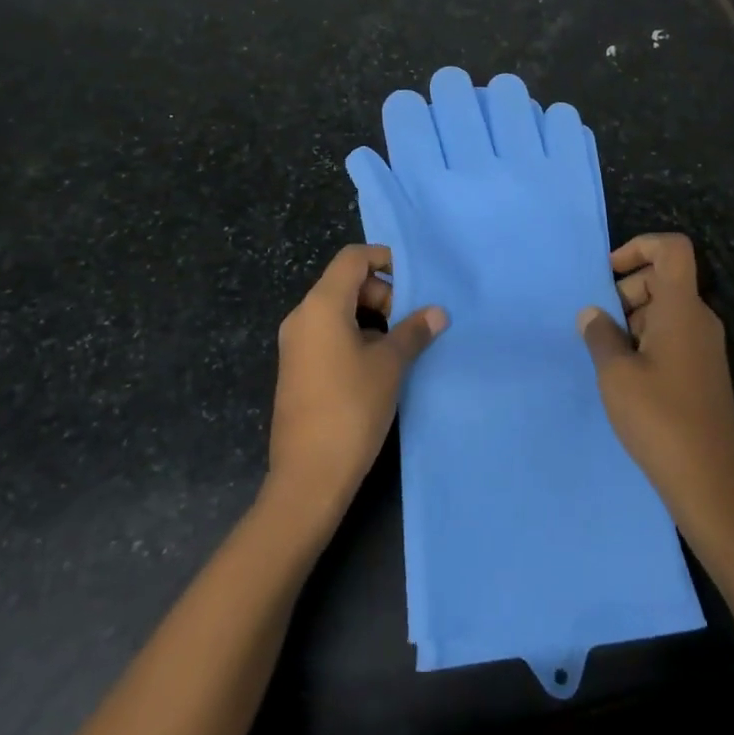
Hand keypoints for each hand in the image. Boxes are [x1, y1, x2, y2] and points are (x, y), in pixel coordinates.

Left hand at [268, 245, 445, 520]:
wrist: (308, 476)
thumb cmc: (351, 409)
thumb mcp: (390, 365)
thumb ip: (413, 331)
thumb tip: (437, 312)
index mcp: (321, 305)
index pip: (353, 258)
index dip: (385, 259)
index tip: (415, 280)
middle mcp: (302, 317)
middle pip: (345, 282)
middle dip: (382, 293)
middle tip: (410, 321)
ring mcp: (296, 344)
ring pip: (338, 310)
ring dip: (372, 318)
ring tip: (401, 345)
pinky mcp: (297, 369)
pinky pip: (328, 334)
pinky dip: (355, 336)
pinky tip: (379, 366)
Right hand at [577, 233, 733, 534]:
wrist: (710, 484)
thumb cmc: (659, 419)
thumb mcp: (615, 374)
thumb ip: (600, 335)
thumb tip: (592, 313)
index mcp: (682, 309)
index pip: (672, 249)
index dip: (639, 246)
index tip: (608, 273)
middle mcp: (700, 320)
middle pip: (663, 279)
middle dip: (626, 290)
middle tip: (600, 327)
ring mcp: (705, 347)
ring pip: (665, 310)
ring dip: (633, 320)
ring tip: (607, 357)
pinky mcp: (704, 373)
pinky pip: (673, 336)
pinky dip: (646, 341)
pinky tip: (626, 376)